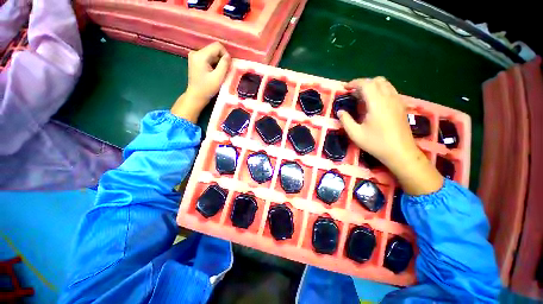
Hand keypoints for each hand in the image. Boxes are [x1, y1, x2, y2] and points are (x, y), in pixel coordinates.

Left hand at [171, 42, 230, 121]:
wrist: (196, 96)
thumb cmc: (207, 88)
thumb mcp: (218, 77)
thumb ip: (224, 65)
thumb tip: (228, 56)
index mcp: (200, 55)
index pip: (217, 46)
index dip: (225, 54)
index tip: (228, 66)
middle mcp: (195, 52)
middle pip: (214, 49)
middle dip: (222, 59)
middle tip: (224, 71)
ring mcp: (194, 56)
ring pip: (212, 54)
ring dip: (218, 62)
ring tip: (219, 73)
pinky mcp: (195, 60)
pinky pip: (208, 57)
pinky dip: (214, 64)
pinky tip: (214, 73)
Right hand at [338, 77, 442, 194]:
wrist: (400, 152)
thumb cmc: (376, 143)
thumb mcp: (355, 134)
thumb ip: (345, 120)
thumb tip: (340, 111)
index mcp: (377, 103)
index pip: (366, 84)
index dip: (354, 83)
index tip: (345, 88)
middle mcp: (389, 98)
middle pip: (377, 81)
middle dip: (363, 83)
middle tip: (353, 93)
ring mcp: (397, 101)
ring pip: (386, 84)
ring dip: (373, 86)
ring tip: (363, 96)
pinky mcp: (401, 106)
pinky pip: (391, 91)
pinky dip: (380, 90)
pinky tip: (375, 103)